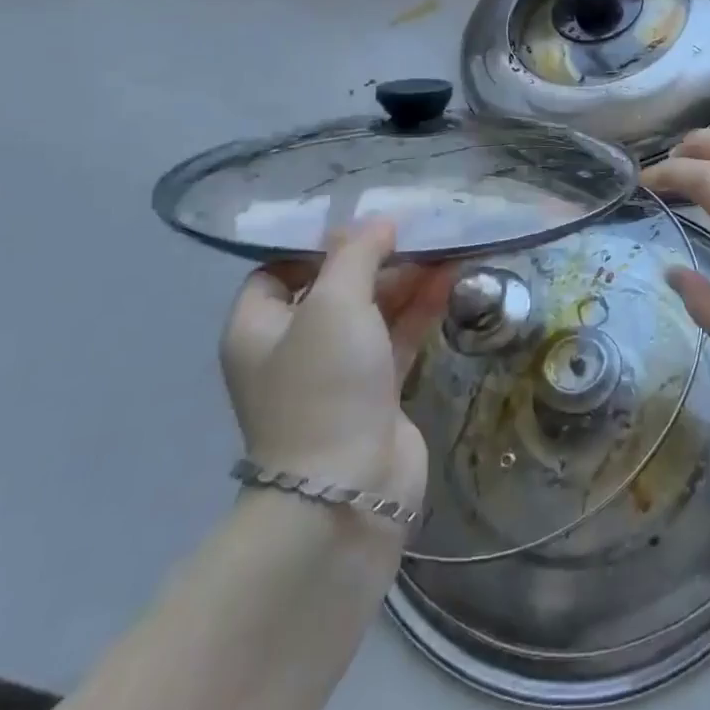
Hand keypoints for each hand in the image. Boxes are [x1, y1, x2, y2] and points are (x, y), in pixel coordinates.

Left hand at [219, 220, 452, 511]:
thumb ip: (355, 255)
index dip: (316, 246)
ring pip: (372, 312)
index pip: (277, 272)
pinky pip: (398, 337)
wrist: (348, 487)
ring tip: (445, 248)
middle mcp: (292, 349)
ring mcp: (336, 373)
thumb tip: (377, 222)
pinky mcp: (377, 392)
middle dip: (374, 260)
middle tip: (416, 231)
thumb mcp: (334, 304)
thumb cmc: (325, 385)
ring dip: (405, 281)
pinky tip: (450, 280)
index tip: (360, 226)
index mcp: (259, 328)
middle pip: (334, 289)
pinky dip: (421, 309)